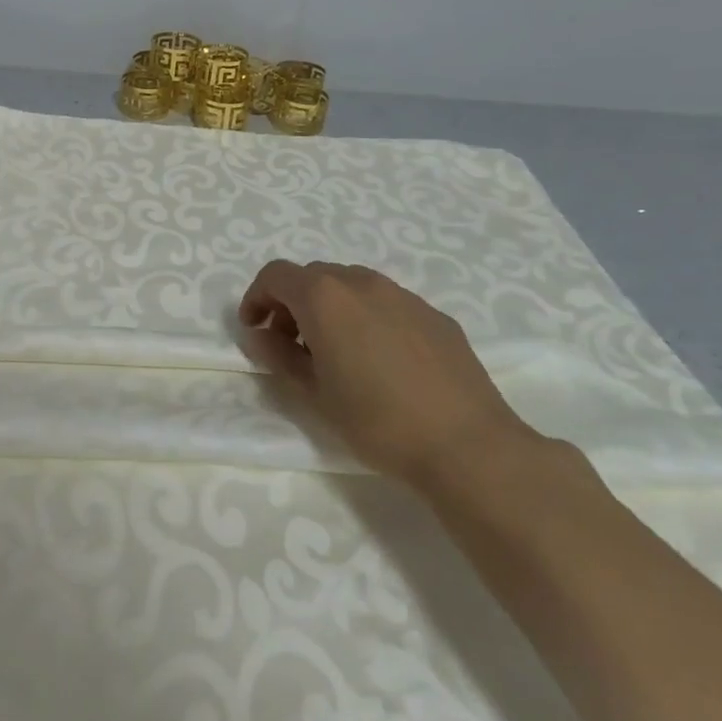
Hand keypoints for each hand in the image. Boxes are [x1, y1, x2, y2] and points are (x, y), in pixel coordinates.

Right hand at [238, 260, 536, 486]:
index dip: (256, 298)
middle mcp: (362, 283)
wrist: (467, 445)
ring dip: (330, 308)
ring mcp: (403, 295)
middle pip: (313, 276)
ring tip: (334, 352)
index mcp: (325, 297)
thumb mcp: (313, 393)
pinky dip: (366, 317)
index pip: (276, 275)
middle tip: (290, 345)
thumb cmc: (377, 420)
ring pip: (351, 285)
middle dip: (292, 303)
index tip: (254, 331)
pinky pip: (386, 303)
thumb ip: (279, 356)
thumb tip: (261, 335)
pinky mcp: (434, 315)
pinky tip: (379, 361)